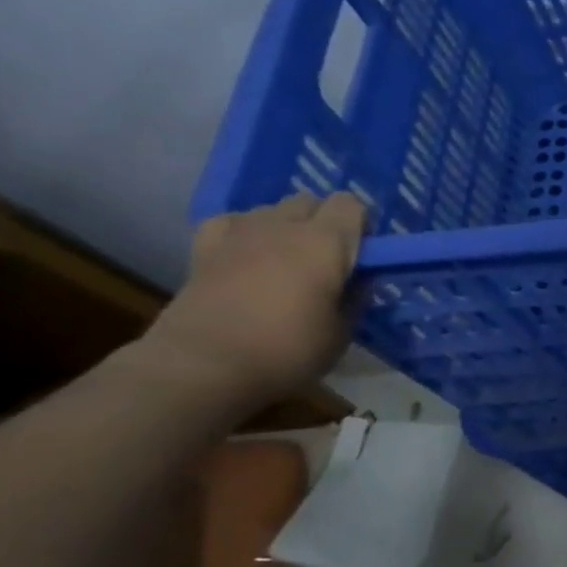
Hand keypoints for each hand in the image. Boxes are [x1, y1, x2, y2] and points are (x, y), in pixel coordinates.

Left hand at [137, 193, 365, 410]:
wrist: (203, 366)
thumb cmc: (287, 350)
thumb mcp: (342, 332)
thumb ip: (355, 298)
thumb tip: (360, 281)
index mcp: (326, 242)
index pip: (350, 204)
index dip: (360, 223)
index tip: (363, 254)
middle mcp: (283, 226)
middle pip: (309, 201)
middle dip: (323, 221)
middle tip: (329, 259)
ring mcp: (238, 233)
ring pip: (271, 210)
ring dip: (285, 227)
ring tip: (287, 261)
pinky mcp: (203, 248)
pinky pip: (232, 222)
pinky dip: (245, 232)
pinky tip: (247, 255)